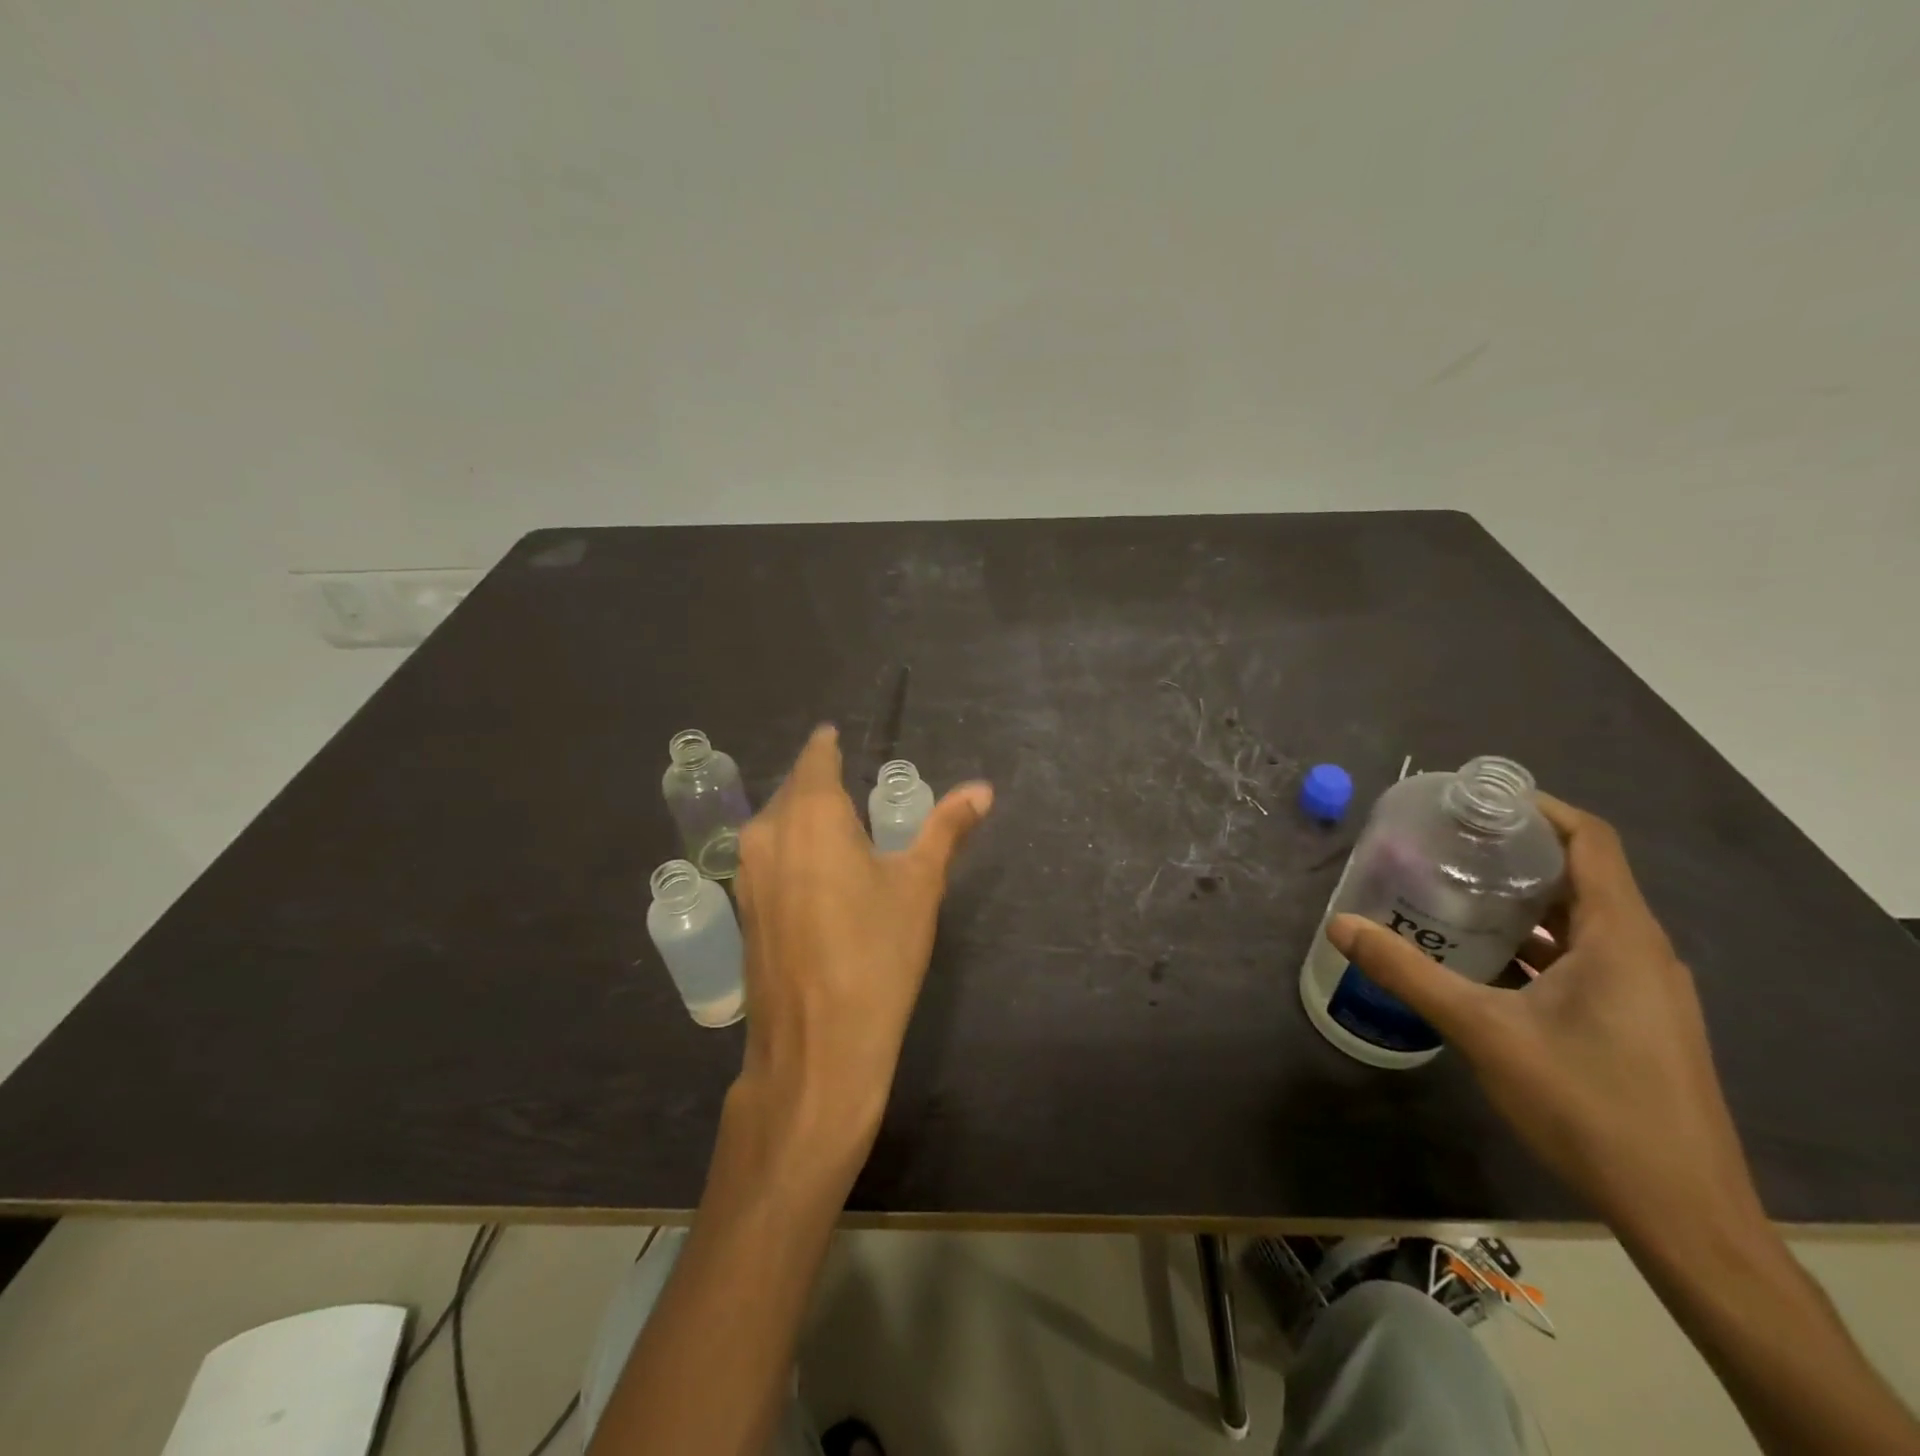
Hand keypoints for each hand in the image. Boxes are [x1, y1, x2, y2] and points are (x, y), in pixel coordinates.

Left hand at [725, 726, 991, 1189]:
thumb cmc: (876, 956)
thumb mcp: (919, 885)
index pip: (816, 758)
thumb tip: (982, 790)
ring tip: (841, 828)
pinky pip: (768, 857)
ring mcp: (747, 873)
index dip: (829, 746)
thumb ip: (946, 829)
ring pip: (776, 824)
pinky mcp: (743, 909)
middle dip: (820, 782)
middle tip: (855, 788)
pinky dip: (792, 850)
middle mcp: (767, 833)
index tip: (841, 739)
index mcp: (811, 814)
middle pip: (794, 789)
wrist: (817, 1048)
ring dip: (804, 817)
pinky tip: (818, 875)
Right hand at [1327, 795, 1763, 1237]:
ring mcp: (1644, 990)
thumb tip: (1340, 926)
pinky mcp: (1637, 1022)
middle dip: (1514, 856)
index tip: (1478, 800)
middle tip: (1445, 845)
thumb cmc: (1587, 1104)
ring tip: (1450, 896)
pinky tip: (1481, 962)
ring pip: (1579, 923)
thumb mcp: (1482, 1031)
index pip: (1591, 840)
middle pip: (1581, 877)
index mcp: (1620, 937)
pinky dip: (1534, 946)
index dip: (1539, 808)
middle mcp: (1641, 952)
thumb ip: (1407, 973)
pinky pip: (1583, 960)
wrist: (1681, 1213)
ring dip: (1521, 905)